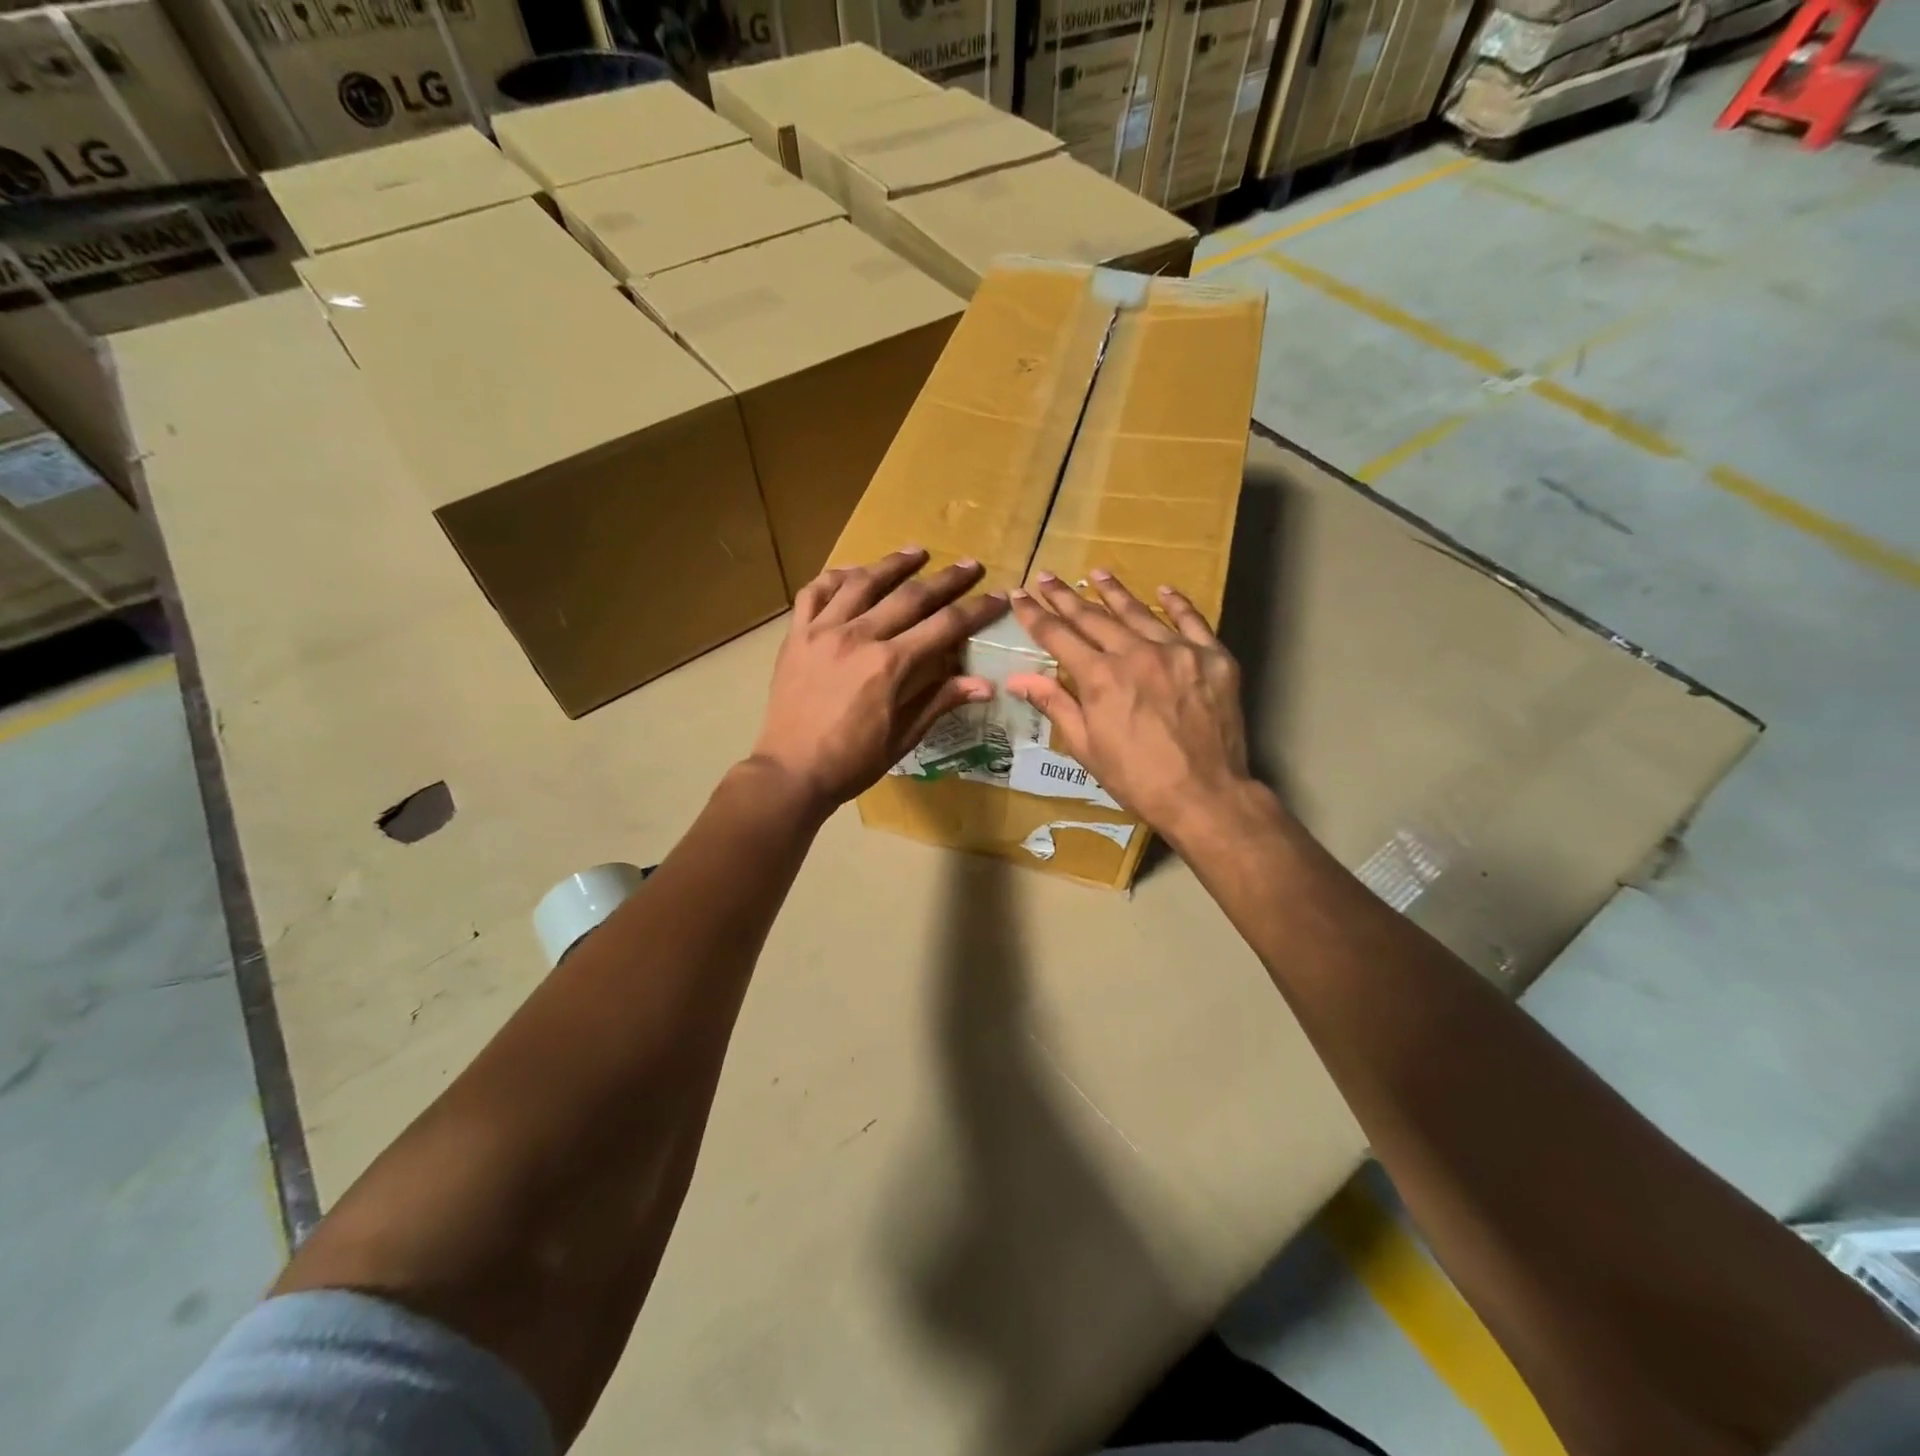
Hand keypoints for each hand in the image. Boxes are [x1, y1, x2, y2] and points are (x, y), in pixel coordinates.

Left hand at [750, 548, 1006, 813]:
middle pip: (910, 596)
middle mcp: (858, 637)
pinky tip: (852, 572)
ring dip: (893, 564)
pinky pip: (814, 592)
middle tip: (970, 565)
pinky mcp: (796, 635)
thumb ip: (940, 701)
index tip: (999, 597)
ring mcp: (822, 631)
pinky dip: (835, 577)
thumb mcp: (903, 737)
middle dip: (946, 579)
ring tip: (916, 551)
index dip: (976, 610)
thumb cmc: (852, 761)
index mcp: (890, 665)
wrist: (791, 771)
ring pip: (862, 583)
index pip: (944, 627)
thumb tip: (986, 684)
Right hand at [1007, 571, 1254, 844]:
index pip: (1059, 636)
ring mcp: (1177, 652)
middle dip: (1066, 597)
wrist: (1204, 795)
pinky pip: (1192, 621)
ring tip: (1097, 573)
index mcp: (1100, 676)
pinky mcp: (1213, 658)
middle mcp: (1135, 653)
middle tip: (1047, 576)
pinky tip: (1163, 590)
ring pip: (1138, 612)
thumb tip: (1017, 678)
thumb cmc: (1136, 778)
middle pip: (1093, 617)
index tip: (1020, 595)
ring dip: (1114, 591)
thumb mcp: (1086, 746)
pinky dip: (1176, 604)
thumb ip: (1054, 704)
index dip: (1036, 615)